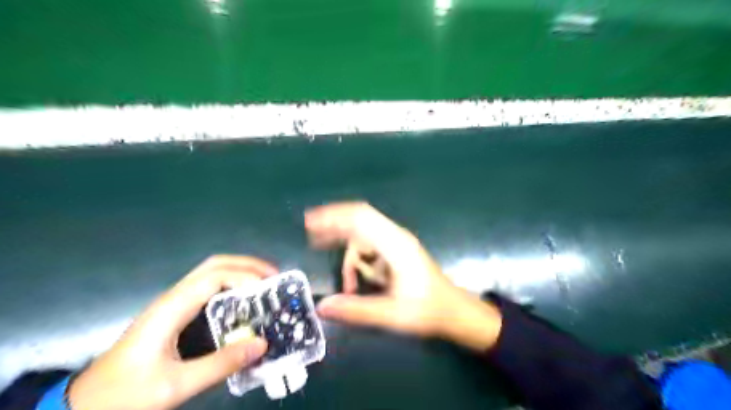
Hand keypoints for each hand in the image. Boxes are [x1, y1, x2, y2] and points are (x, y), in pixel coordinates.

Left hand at [70, 254, 280, 409]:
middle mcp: (174, 297)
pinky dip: (232, 284)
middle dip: (247, 264)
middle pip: (214, 264)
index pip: (215, 276)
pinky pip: (209, 287)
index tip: (269, 289)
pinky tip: (245, 298)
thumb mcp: (176, 385)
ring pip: (211, 272)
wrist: (85, 405)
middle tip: (274, 276)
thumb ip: (221, 365)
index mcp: (172, 307)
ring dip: (241, 271)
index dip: (245, 276)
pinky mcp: (175, 313)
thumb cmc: (126, 394)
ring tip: (266, 283)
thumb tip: (263, 343)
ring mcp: (173, 303)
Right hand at [305, 202, 502, 349]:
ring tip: (343, 280)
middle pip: (360, 219)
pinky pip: (370, 246)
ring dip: (349, 255)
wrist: (454, 311)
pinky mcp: (396, 251)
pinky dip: (357, 260)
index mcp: (396, 245)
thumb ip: (357, 310)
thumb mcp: (392, 315)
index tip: (310, 222)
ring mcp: (397, 243)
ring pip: (363, 236)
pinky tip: (355, 282)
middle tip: (311, 235)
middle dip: (334, 225)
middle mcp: (395, 237)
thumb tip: (322, 306)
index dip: (334, 216)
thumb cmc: (428, 310)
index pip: (361, 218)